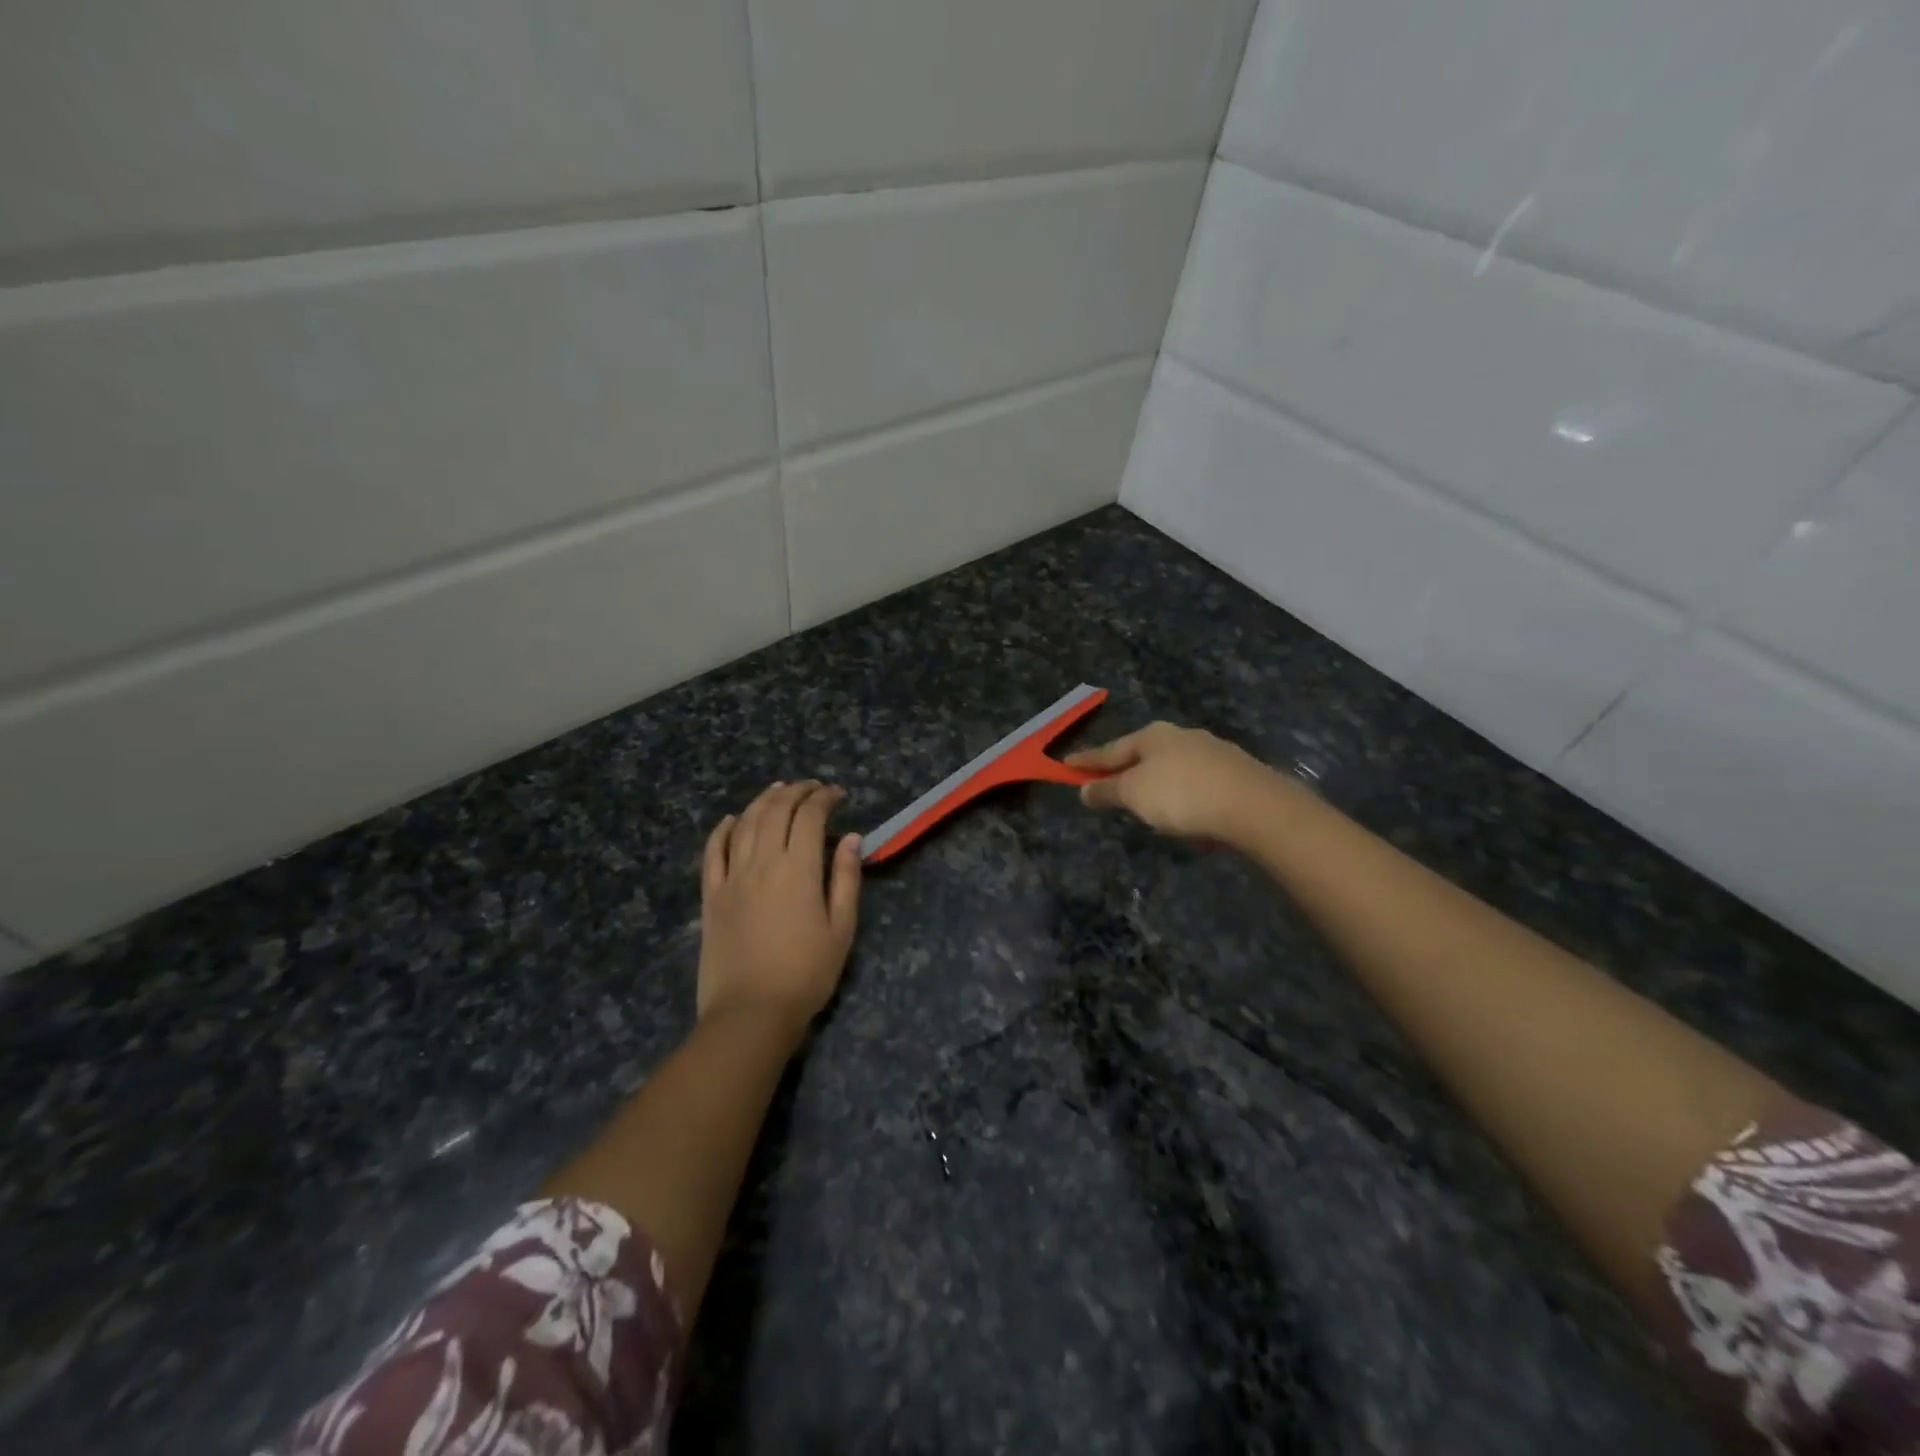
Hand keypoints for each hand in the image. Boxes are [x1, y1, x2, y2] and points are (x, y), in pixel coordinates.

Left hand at [698, 781, 861, 1032]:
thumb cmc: (806, 974)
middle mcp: (761, 863)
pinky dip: (723, 829)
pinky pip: (713, 852)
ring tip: (779, 790)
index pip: (809, 816)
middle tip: (812, 788)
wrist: (751, 1013)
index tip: (838, 794)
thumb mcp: (841, 929)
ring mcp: (731, 877)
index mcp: (797, 869)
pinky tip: (733, 819)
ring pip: (745, 823)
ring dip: (763, 800)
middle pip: (776, 811)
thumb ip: (845, 879)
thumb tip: (852, 838)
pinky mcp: (711, 896)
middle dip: (796, 792)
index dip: (824, 798)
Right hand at [1066, 722, 1283, 845]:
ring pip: (1174, 770)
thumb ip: (1107, 790)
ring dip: (1159, 787)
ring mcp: (1213, 753)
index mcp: (1153, 736)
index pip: (1110, 749)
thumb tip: (1084, 788)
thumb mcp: (1134, 794)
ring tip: (1151, 811)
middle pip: (1144, 756)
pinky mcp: (1236, 775)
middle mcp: (1183, 736)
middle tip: (1109, 787)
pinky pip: (1199, 788)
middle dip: (1127, 771)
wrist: (1254, 805)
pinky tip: (1189, 820)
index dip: (1087, 760)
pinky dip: (1186, 800)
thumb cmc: (1181, 794)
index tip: (1066, 765)